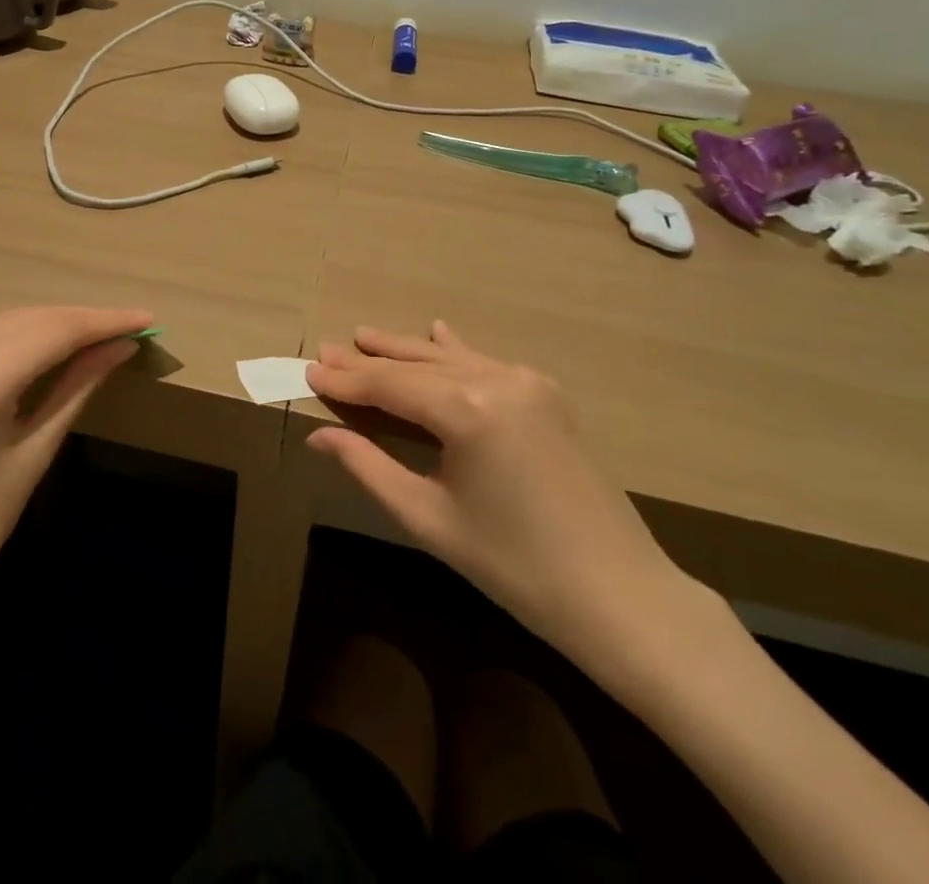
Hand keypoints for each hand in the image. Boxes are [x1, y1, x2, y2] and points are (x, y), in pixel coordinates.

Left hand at [0, 304, 150, 668]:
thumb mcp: (30, 458)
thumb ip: (75, 389)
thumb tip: (119, 348)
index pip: (55, 330)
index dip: (105, 322)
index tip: (146, 320)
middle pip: (30, 319)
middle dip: (81, 321)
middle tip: (128, 330)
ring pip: (2, 323)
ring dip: (50, 326)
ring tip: (96, 337)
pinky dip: (15, 338)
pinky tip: (42, 349)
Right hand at [306, 321, 710, 693]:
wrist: (620, 595)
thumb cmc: (514, 566)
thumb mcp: (429, 518)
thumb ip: (369, 466)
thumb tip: (319, 436)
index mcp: (467, 409)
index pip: (389, 386)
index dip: (346, 381)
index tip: (308, 371)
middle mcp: (496, 380)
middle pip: (417, 365)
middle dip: (370, 360)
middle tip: (327, 350)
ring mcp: (527, 383)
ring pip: (451, 358)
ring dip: (407, 351)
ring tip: (366, 336)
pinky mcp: (546, 395)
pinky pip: (487, 363)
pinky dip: (455, 352)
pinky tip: (438, 332)